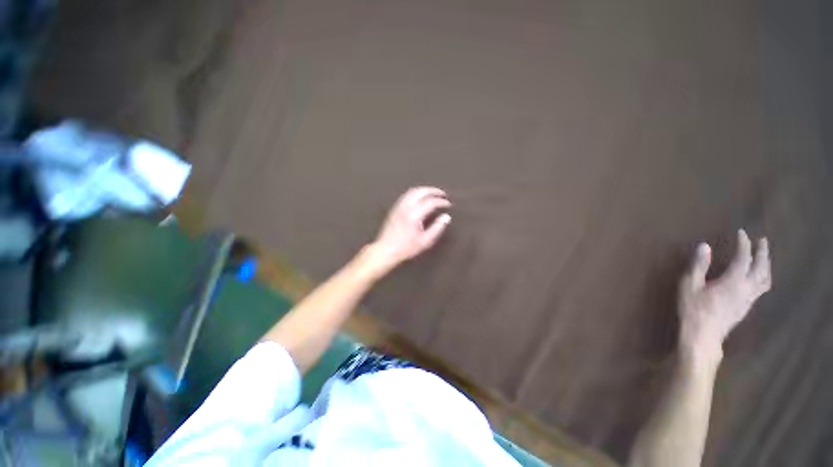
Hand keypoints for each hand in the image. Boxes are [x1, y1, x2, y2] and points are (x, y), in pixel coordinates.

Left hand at [367, 186, 451, 273]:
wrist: (386, 249)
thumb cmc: (406, 248)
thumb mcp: (425, 241)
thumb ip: (437, 228)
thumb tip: (446, 217)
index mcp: (414, 215)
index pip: (431, 202)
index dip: (441, 201)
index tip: (448, 204)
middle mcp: (406, 207)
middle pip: (421, 191)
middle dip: (434, 191)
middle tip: (442, 194)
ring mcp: (399, 206)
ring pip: (413, 191)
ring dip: (425, 190)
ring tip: (433, 194)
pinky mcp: (395, 208)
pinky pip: (407, 195)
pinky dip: (416, 192)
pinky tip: (420, 197)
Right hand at [678, 230, 771, 360]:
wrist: (703, 335)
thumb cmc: (694, 309)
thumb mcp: (690, 286)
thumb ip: (699, 266)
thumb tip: (705, 246)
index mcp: (734, 281)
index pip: (744, 258)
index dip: (744, 244)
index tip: (741, 233)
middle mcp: (747, 288)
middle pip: (761, 268)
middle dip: (763, 252)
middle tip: (762, 240)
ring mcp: (749, 299)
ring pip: (766, 279)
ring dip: (766, 265)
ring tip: (764, 257)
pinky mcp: (747, 306)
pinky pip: (762, 288)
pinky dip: (763, 277)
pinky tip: (758, 277)